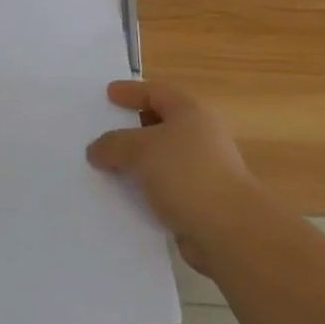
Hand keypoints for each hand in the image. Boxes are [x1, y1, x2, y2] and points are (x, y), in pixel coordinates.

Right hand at [87, 80, 257, 270]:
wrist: (229, 231)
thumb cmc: (185, 174)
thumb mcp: (139, 150)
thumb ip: (113, 144)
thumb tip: (95, 149)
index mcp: (189, 112)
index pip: (155, 92)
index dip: (130, 92)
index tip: (107, 95)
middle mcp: (199, 135)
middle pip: (160, 124)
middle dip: (131, 128)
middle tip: (103, 131)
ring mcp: (203, 170)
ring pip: (161, 158)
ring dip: (137, 163)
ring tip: (106, 167)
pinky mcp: (200, 201)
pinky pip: (165, 187)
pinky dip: (146, 189)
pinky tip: (124, 197)